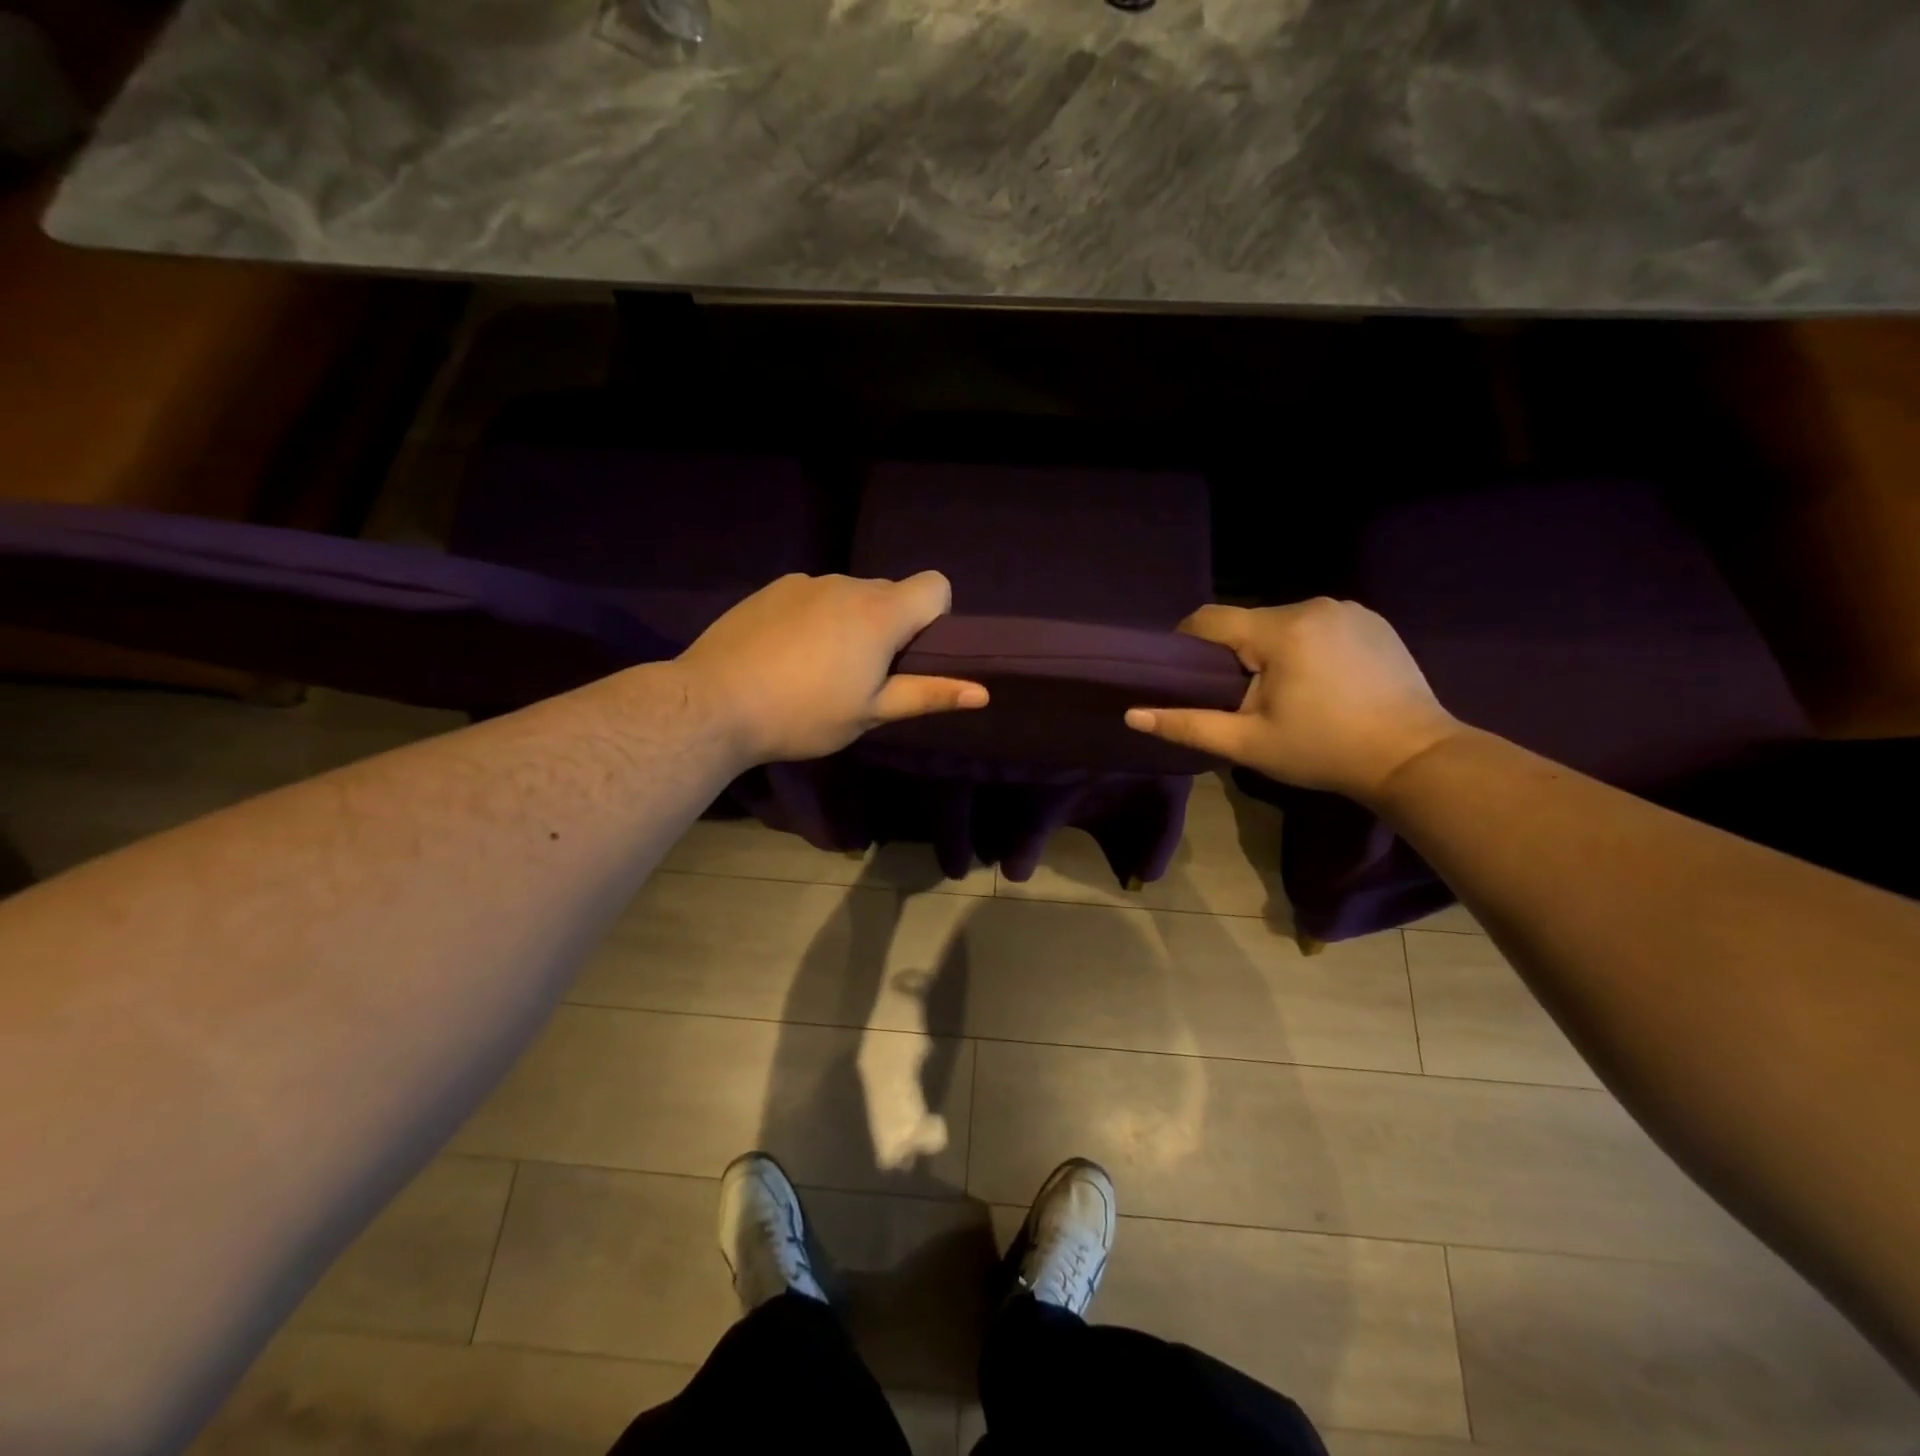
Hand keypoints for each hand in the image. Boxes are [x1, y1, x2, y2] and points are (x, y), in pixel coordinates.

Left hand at [676, 572, 986, 763]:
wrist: (713, 704)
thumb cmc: (803, 714)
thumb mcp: (871, 712)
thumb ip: (928, 695)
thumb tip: (983, 693)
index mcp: (880, 613)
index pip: (936, 585)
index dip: (935, 616)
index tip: (911, 655)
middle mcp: (847, 584)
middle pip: (892, 593)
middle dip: (892, 625)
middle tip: (864, 674)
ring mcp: (806, 582)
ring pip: (850, 595)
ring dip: (852, 622)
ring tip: (820, 668)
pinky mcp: (772, 588)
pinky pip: (814, 596)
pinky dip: (816, 617)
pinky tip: (787, 654)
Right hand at [1125, 598, 1463, 801]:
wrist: (1414, 757)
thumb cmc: (1323, 751)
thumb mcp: (1248, 743)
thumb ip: (1187, 724)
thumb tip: (1132, 714)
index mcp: (1279, 630)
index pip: (1209, 619)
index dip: (1187, 644)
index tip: (1187, 676)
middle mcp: (1313, 605)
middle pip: (1248, 623)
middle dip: (1236, 655)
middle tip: (1243, 700)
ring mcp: (1349, 609)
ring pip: (1283, 623)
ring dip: (1272, 651)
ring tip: (1287, 695)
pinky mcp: (1373, 621)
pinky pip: (1319, 625)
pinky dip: (1307, 647)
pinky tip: (1322, 683)